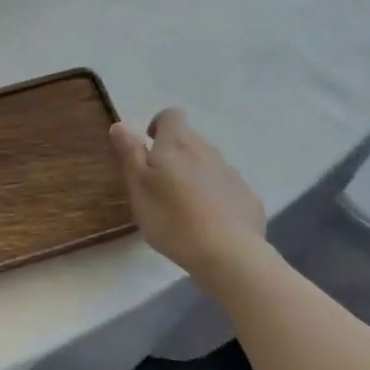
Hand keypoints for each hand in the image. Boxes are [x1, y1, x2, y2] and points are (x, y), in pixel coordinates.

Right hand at [109, 108, 268, 275]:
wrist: (227, 254)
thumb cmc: (171, 217)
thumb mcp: (138, 186)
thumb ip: (129, 152)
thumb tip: (121, 124)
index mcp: (177, 144)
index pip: (171, 115)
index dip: (158, 125)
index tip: (148, 147)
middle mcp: (207, 150)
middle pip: (190, 140)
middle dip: (175, 154)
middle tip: (160, 184)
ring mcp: (232, 174)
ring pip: (209, 164)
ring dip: (196, 175)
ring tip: (184, 208)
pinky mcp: (249, 199)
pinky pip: (227, 189)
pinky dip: (217, 198)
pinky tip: (210, 224)